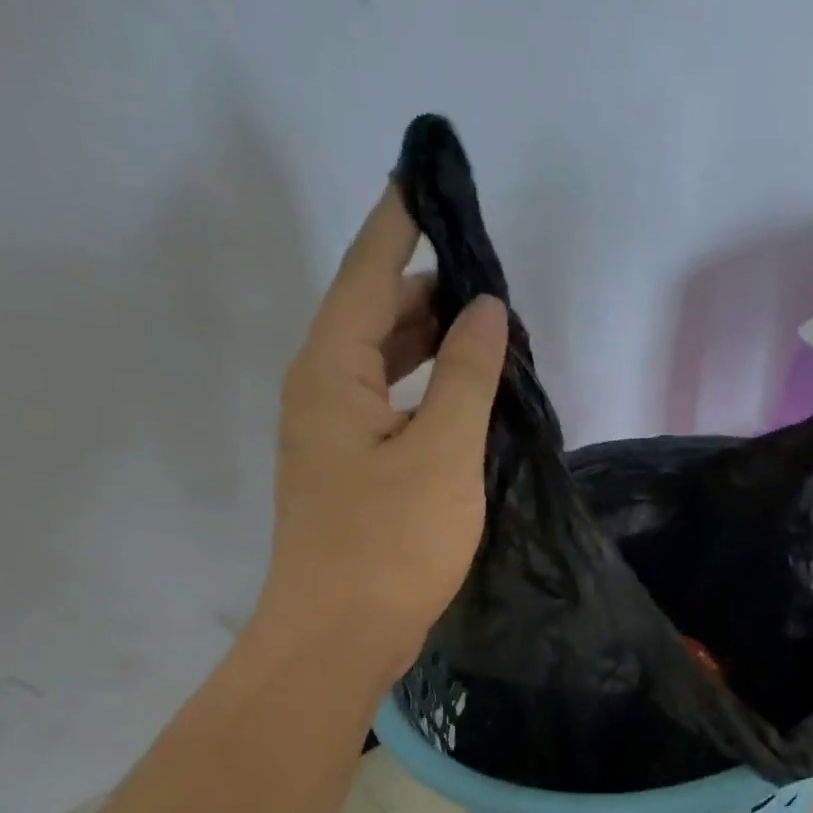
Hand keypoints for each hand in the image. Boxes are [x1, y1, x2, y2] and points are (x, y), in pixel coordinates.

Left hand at [253, 184, 508, 678]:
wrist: (339, 637)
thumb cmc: (389, 543)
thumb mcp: (442, 453)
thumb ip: (467, 374)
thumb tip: (485, 309)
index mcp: (332, 371)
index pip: (368, 272)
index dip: (399, 222)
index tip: (427, 176)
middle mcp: (323, 392)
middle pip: (375, 316)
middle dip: (427, 287)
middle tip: (488, 273)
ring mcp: (334, 436)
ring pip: (385, 366)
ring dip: (432, 344)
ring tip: (489, 330)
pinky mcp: (353, 473)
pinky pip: (393, 408)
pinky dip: (429, 392)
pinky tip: (468, 399)